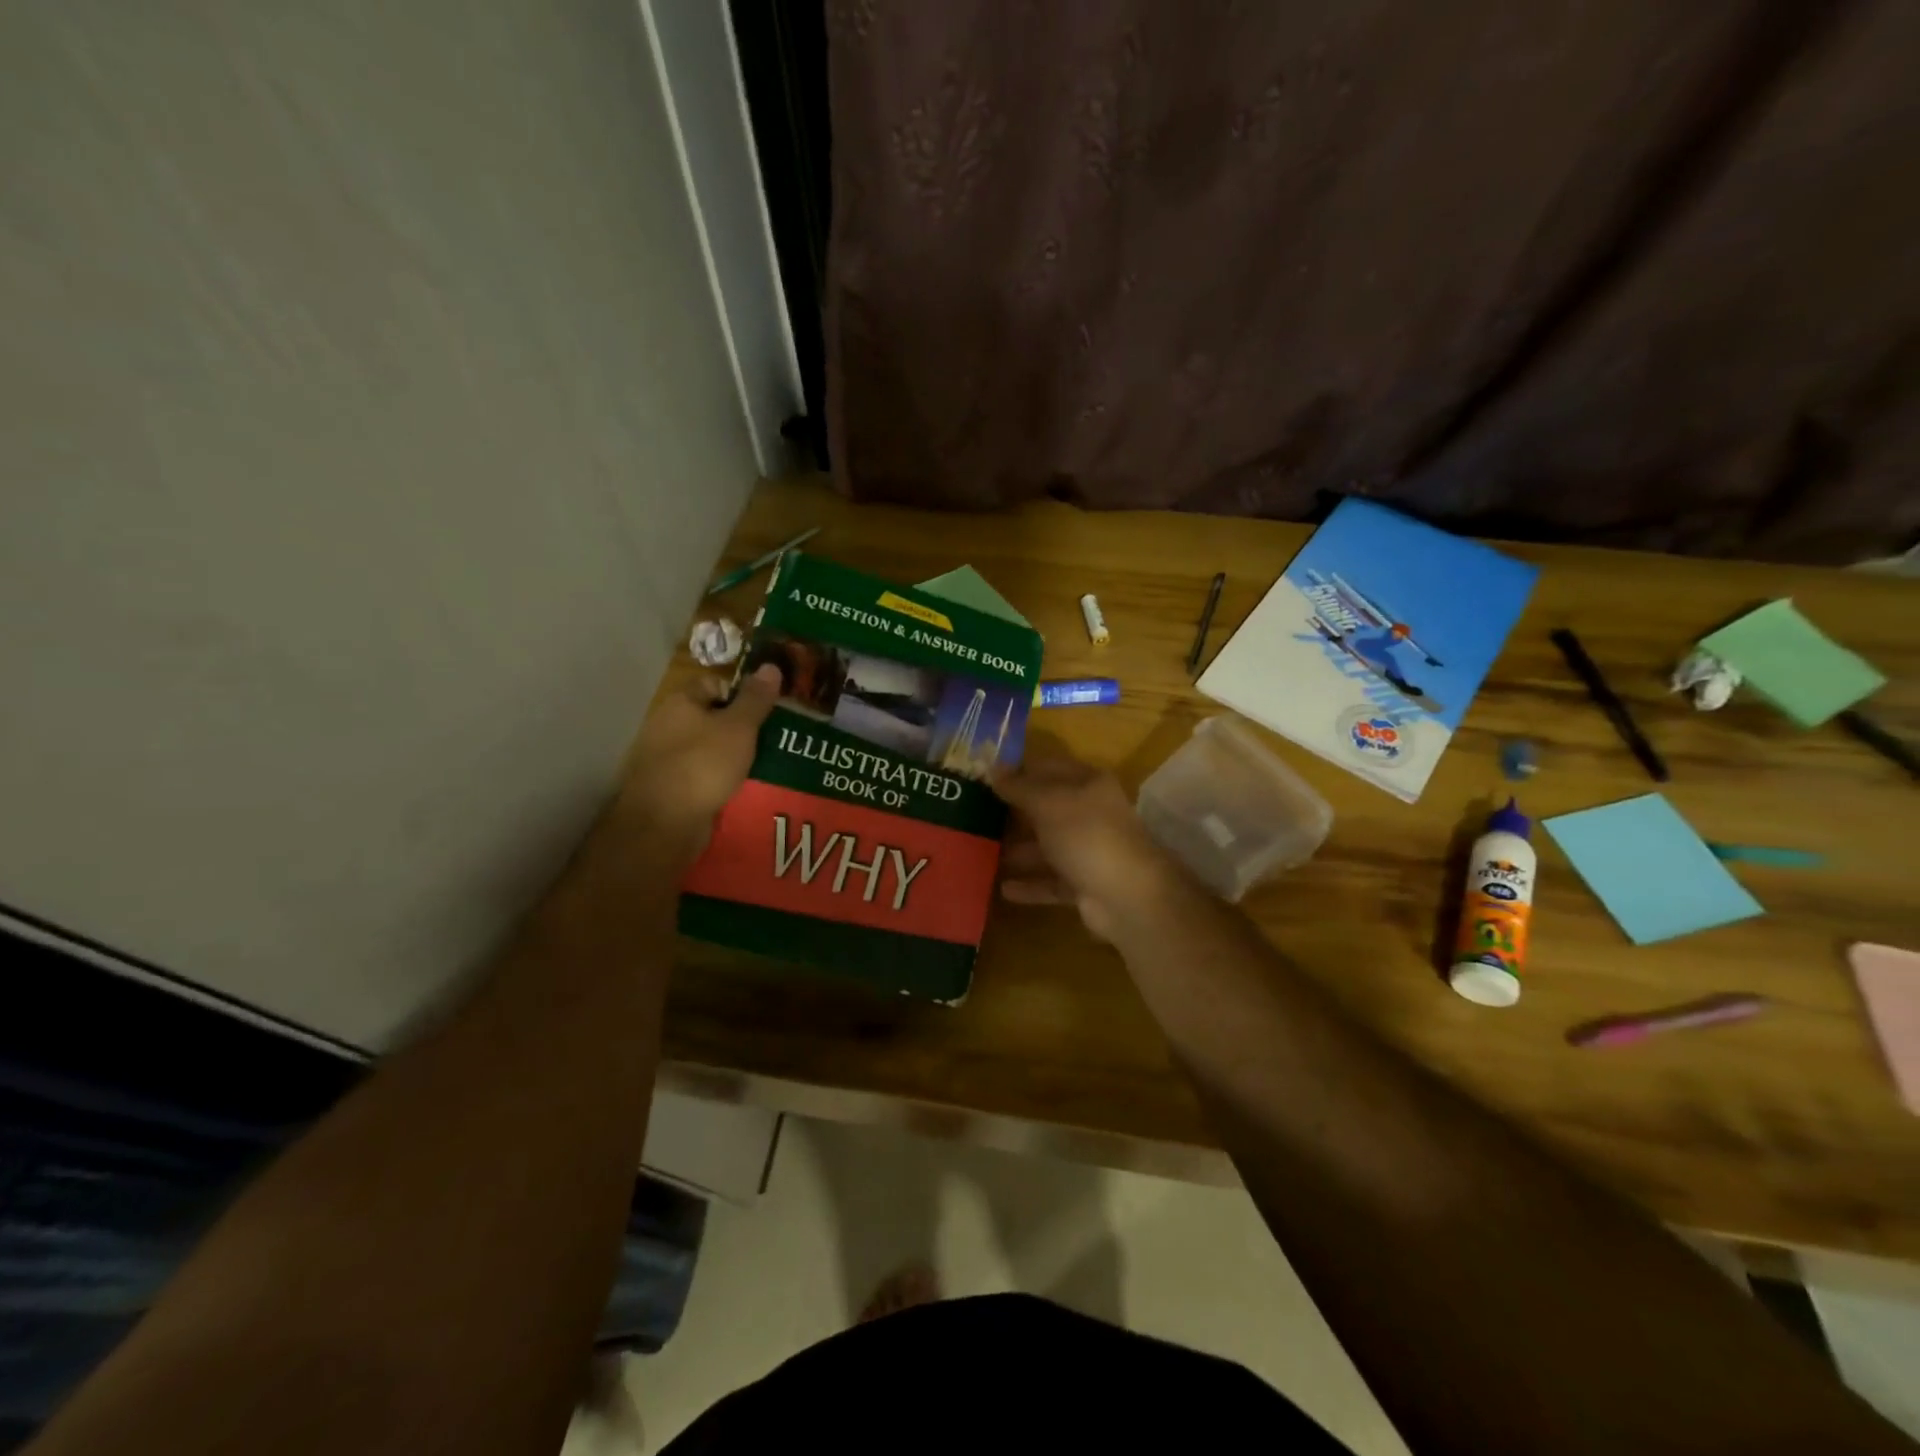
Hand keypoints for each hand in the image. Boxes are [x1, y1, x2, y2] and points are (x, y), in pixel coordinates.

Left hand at [619, 664, 780, 855]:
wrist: (665, 822)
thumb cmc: (704, 765)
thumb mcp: (739, 727)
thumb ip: (756, 698)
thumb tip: (770, 666)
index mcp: (681, 702)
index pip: (715, 683)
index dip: (742, 694)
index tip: (767, 711)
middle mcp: (669, 724)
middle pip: (713, 716)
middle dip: (743, 727)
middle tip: (773, 738)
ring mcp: (667, 757)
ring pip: (710, 747)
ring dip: (734, 755)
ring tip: (765, 764)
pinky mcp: (671, 785)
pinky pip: (703, 773)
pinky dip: (721, 778)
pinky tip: (742, 787)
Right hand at [991, 751, 1184, 941]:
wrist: (1127, 895)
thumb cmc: (1087, 835)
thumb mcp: (1048, 803)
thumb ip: (1018, 787)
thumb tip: (992, 768)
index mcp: (1088, 784)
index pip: (1048, 768)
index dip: (1017, 770)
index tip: (982, 777)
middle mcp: (1090, 814)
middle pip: (1046, 808)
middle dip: (1012, 813)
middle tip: (974, 815)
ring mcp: (1089, 850)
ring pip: (1046, 847)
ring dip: (1017, 851)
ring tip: (980, 854)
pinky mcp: (1085, 884)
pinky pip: (1051, 881)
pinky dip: (1030, 884)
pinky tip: (1003, 888)